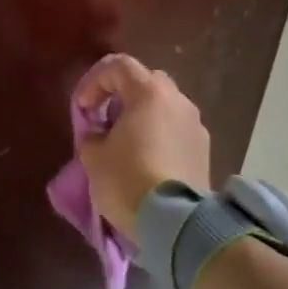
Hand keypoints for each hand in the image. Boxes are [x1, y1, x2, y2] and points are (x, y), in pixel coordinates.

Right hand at [72, 55, 210, 238]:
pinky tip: (146, 160)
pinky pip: (176, 131)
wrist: (175, 222)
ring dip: (143, 116)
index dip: (94, 81)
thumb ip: (92, 134)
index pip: (119, 66)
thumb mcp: (93, 156)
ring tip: (125, 142)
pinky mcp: (204, 151)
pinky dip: (159, 136)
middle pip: (146, 82)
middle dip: (121, 95)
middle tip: (105, 119)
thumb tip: (101, 133)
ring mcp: (196, 126)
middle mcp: (178, 101)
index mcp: (149, 93)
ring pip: (164, 107)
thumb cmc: (127, 179)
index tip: (83, 108)